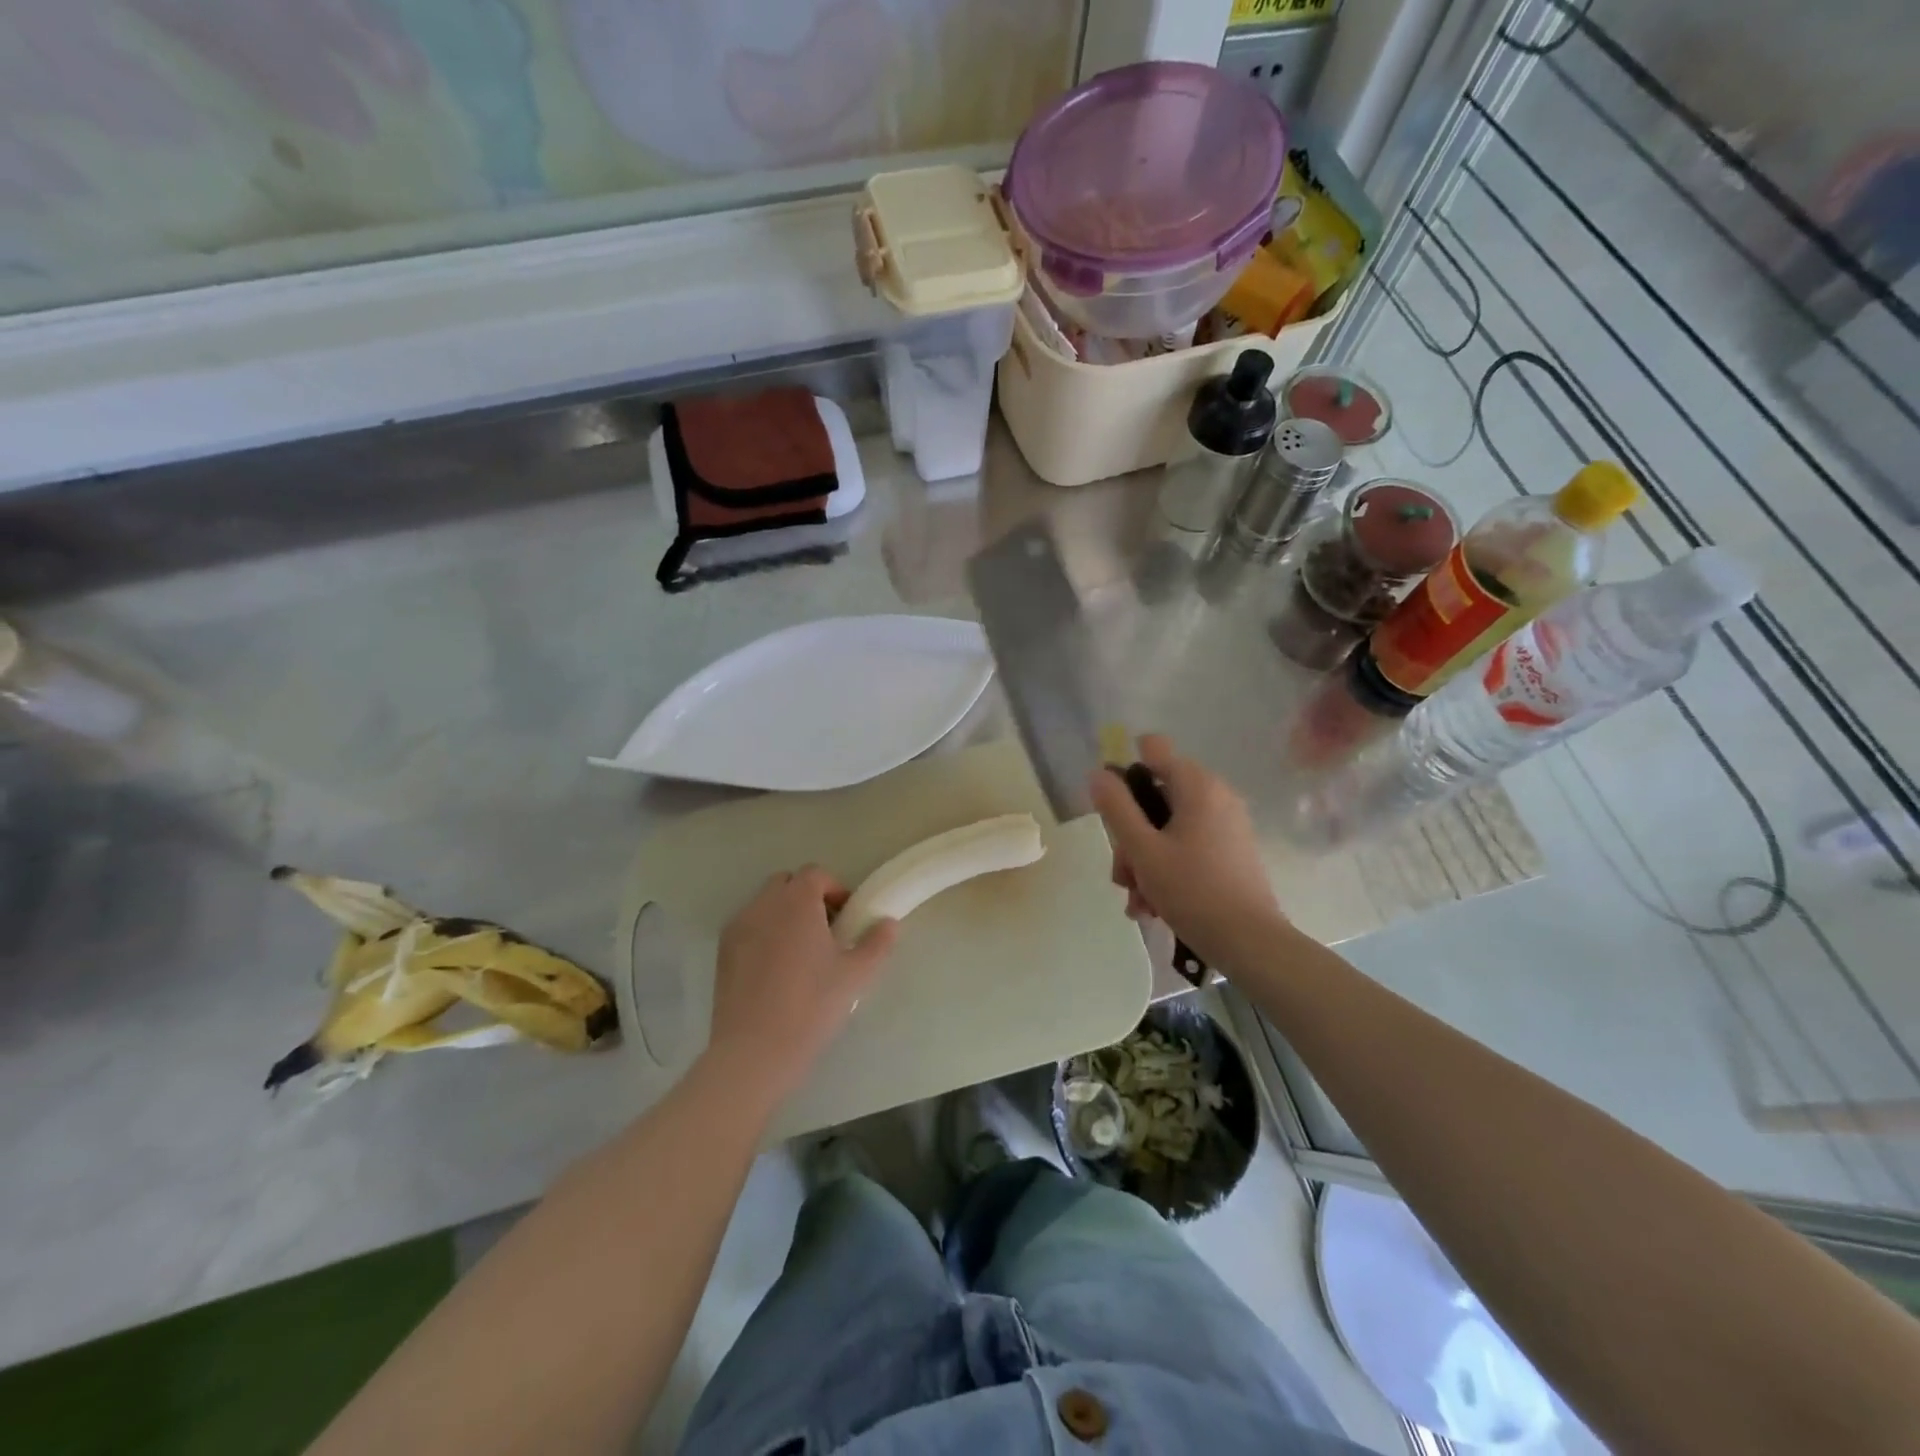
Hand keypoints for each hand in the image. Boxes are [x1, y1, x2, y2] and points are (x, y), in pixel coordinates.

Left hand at [707, 865, 897, 1101]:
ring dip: (784, 915)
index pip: (816, 874)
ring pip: (765, 905)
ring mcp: (738, 927)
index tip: (847, 918)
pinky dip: (764, 934)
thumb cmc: (812, 1005)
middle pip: (787, 883)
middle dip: (807, 897)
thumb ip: (877, 943)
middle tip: (826, 931)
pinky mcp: (722, 952)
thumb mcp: (856, 975)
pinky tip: (777, 970)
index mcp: (797, 901)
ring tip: (801, 953)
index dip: (835, 889)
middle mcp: (764, 905)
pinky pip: (748, 928)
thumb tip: (889, 923)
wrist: (755, 1051)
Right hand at [1088, 734, 1285, 967]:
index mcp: (1197, 785)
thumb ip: (1116, 808)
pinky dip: (1167, 869)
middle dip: (1131, 836)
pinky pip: (1188, 847)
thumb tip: (1098, 773)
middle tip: (1123, 876)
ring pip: (1167, 828)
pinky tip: (1153, 906)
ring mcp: (1226, 825)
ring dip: (1144, 861)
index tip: (1113, 810)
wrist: (1250, 944)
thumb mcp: (1143, 850)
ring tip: (1138, 901)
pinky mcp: (1231, 852)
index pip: (1152, 749)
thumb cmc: (1193, 890)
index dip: (1125, 772)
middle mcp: (1215, 796)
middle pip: (1155, 797)